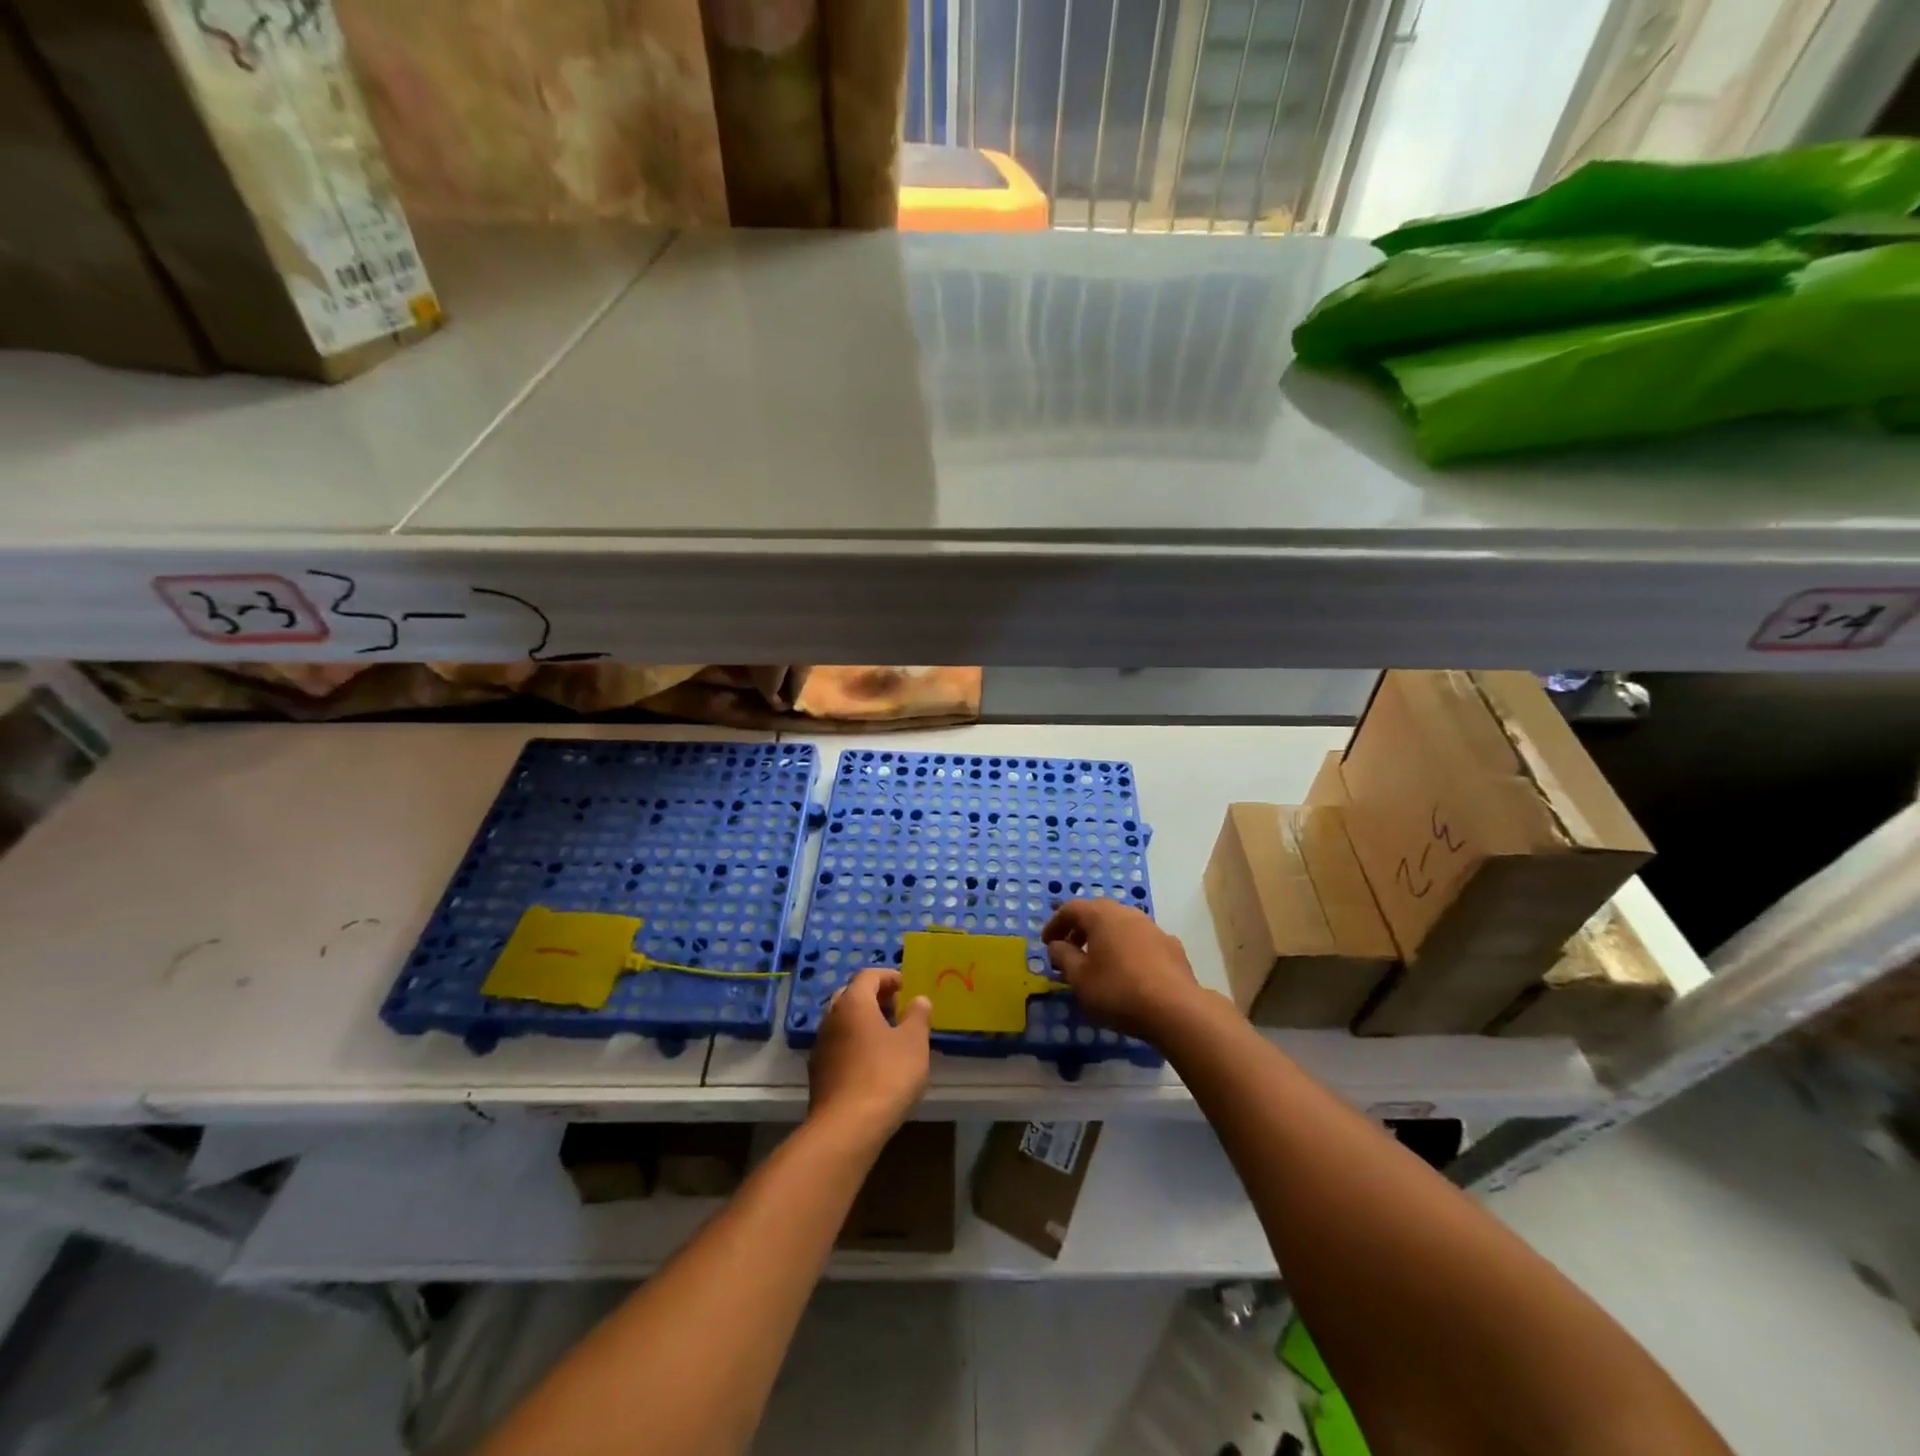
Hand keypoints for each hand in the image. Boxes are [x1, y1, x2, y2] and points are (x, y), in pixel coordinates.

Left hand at [807, 968, 931, 1142]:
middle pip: (851, 995)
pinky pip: (838, 1045)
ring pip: (842, 1021)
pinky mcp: (818, 1072)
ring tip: (888, 1037)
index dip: (888, 976)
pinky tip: (872, 1064)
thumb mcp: (914, 1042)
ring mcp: (821, 1046)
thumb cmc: (886, 1075)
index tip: (906, 986)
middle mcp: (831, 1017)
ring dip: (863, 1022)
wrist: (846, 1127)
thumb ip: (918, 1016)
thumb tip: (918, 999)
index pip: (868, 975)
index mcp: (853, 1002)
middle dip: (874, 997)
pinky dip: (855, 1044)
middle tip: (897, 1008)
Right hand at [1043, 899, 1201, 1040]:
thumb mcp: (1080, 978)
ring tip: (1098, 963)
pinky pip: (1141, 941)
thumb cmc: (1118, 990)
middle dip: (1080, 930)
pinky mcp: (1171, 947)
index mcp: (1102, 915)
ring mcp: (1153, 928)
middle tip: (1069, 951)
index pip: (1071, 909)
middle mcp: (1128, 913)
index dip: (1055, 924)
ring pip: (1121, 926)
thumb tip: (1057, 945)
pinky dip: (1127, 950)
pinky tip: (1128, 973)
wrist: (1175, 1009)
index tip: (1047, 943)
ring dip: (1105, 939)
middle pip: (1098, 913)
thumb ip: (1064, 957)